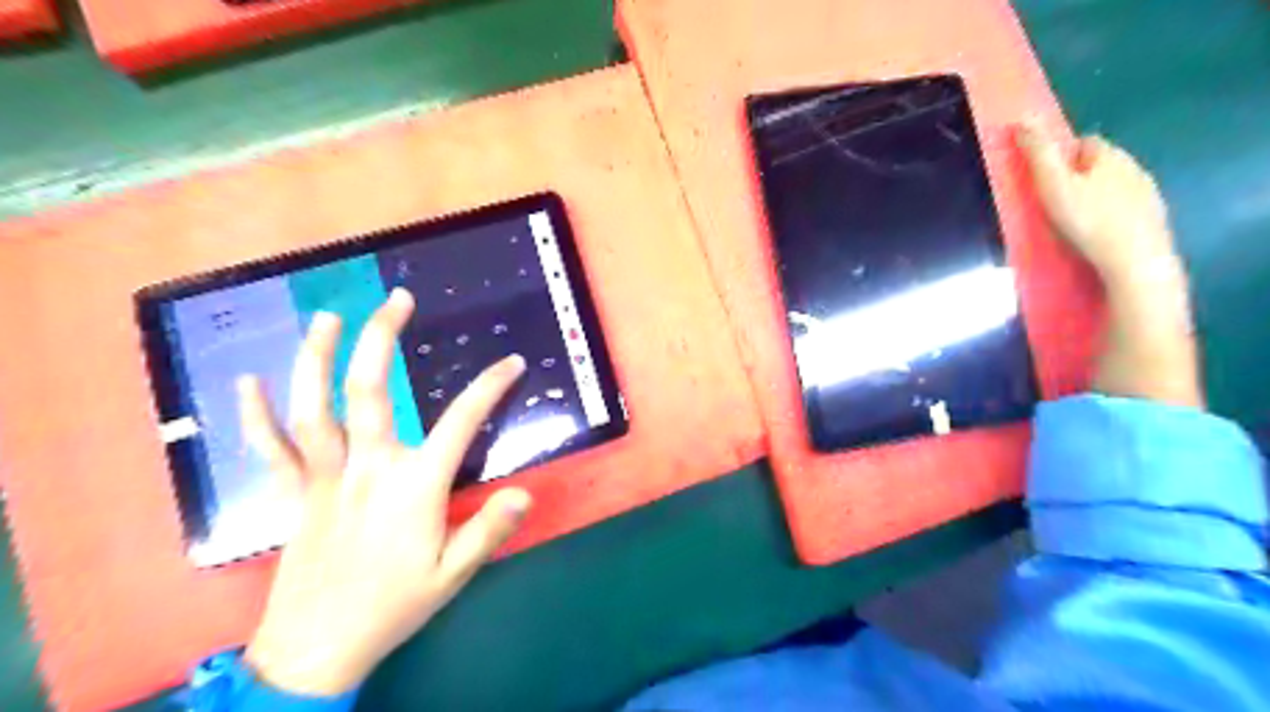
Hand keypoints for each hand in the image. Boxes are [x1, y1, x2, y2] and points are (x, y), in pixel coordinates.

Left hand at [238, 287, 530, 695]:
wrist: (314, 650)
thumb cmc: (392, 606)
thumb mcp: (453, 574)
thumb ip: (488, 530)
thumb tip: (524, 493)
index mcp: (414, 487)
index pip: (461, 423)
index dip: (490, 388)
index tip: (511, 362)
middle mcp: (368, 468)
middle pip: (371, 393)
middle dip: (383, 340)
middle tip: (396, 300)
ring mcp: (324, 477)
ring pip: (314, 408)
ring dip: (318, 358)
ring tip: (328, 316)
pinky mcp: (294, 494)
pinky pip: (270, 449)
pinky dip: (255, 414)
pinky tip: (248, 380)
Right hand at [1014, 122, 1180, 287]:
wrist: (1134, 260)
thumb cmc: (1088, 220)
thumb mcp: (1053, 185)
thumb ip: (1038, 153)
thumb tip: (1021, 120)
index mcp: (1109, 155)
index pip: (1084, 142)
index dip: (1062, 155)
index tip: (1045, 178)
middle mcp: (1134, 166)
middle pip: (1100, 163)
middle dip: (1079, 175)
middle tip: (1055, 202)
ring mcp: (1148, 193)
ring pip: (1114, 186)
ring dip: (1096, 196)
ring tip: (1074, 221)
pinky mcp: (1153, 218)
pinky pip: (1125, 208)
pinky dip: (1110, 215)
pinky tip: (1097, 234)